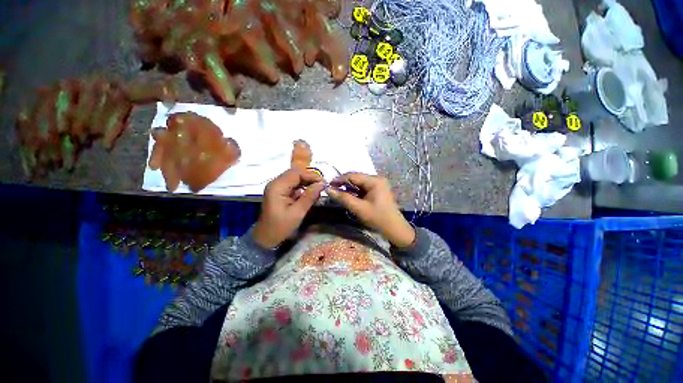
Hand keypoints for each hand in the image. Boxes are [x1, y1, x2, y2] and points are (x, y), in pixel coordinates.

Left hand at [252, 168, 323, 248]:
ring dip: (307, 181)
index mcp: (277, 187)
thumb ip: (309, 197)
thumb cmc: (280, 227)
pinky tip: (310, 192)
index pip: (297, 173)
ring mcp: (277, 187)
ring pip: (295, 177)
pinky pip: (293, 184)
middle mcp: (276, 183)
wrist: (265, 238)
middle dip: (310, 177)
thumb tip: (321, 184)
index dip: (311, 176)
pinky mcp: (280, 192)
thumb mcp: (297, 213)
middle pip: (295, 173)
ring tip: (318, 189)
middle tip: (322, 185)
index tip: (323, 183)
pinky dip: (303, 186)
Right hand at [327, 173, 415, 247]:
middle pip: (356, 178)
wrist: (395, 229)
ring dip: (349, 188)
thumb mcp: (359, 208)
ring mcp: (378, 184)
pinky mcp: (378, 190)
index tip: (328, 185)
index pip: (353, 176)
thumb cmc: (378, 218)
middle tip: (332, 190)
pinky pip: (363, 187)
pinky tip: (349, 196)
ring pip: (359, 183)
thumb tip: (328, 189)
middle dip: (344, 183)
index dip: (339, 179)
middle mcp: (377, 179)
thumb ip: (343, 198)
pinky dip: (355, 191)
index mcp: (375, 181)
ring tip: (338, 193)